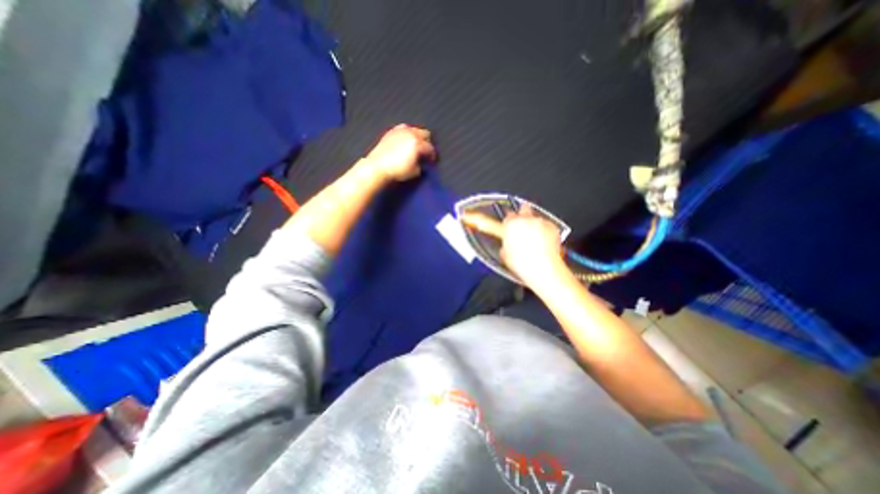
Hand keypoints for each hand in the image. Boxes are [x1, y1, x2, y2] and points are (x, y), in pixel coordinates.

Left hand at [361, 124, 434, 181]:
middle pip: (425, 134)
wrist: (378, 166)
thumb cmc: (397, 170)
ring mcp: (401, 131)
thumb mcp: (414, 172)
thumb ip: (421, 165)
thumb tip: (422, 163)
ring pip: (415, 129)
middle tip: (425, 151)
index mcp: (418, 144)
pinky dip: (408, 133)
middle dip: (427, 142)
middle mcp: (411, 134)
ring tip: (416, 145)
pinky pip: (404, 128)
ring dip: (418, 136)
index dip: (433, 156)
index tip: (432, 161)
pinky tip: (406, 139)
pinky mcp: (392, 131)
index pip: (430, 148)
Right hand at [498, 204, 566, 288]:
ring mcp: (540, 222)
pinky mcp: (553, 227)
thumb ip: (505, 246)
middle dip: (523, 214)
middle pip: (524, 209)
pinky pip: (548, 226)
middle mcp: (526, 220)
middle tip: (523, 225)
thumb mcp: (505, 255)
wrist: (542, 268)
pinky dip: (546, 232)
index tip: (510, 226)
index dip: (509, 222)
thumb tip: (507, 247)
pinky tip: (545, 243)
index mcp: (511, 224)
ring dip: (535, 226)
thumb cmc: (523, 263)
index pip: (508, 216)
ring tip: (536, 240)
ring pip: (537, 219)